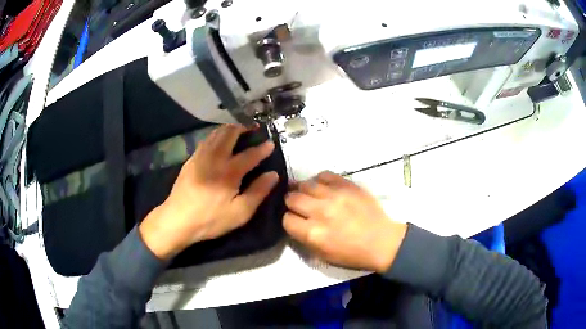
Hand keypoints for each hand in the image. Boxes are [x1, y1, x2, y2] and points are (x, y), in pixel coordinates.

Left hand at [139, 124, 278, 259]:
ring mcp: (200, 157)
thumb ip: (258, 192)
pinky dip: (216, 135)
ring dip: (229, 129)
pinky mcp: (191, 160)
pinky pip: (206, 140)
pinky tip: (218, 140)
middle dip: (243, 128)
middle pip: (230, 134)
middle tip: (253, 128)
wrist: (177, 220)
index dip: (262, 148)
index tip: (271, 143)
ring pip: (216, 133)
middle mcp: (215, 158)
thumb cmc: (211, 219)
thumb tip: (273, 174)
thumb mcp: (240, 213)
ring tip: (238, 130)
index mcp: (229, 172)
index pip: (250, 154)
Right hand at [283, 172, 406, 272]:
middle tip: (299, 206)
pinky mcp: (347, 185)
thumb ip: (303, 239)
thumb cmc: (352, 254)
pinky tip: (323, 188)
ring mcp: (334, 195)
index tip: (295, 221)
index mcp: (313, 233)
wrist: (381, 241)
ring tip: (309, 195)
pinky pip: (324, 175)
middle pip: (292, 198)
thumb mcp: (322, 256)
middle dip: (292, 203)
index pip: (286, 219)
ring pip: (305, 184)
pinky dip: (320, 181)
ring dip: (303, 190)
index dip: (288, 220)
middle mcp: (320, 211)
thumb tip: (293, 223)